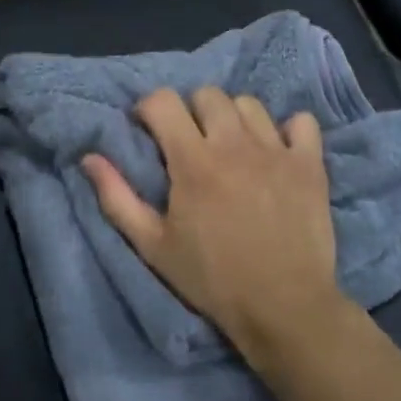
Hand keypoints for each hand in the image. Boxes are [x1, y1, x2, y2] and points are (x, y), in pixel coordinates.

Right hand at [82, 87, 346, 363]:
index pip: (164, 101)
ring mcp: (277, 151)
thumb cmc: (211, 279)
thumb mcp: (152, 246)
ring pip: (250, 104)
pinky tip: (278, 152)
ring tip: (231, 147)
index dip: (149, 109)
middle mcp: (235, 144)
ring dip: (233, 118)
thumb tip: (90, 158)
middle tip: (190, 142)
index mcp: (193, 161)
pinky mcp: (310, 164)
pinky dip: (288, 130)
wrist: (282, 306)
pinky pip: (302, 122)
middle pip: (208, 95)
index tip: (148, 130)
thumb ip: (117, 198)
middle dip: (191, 111)